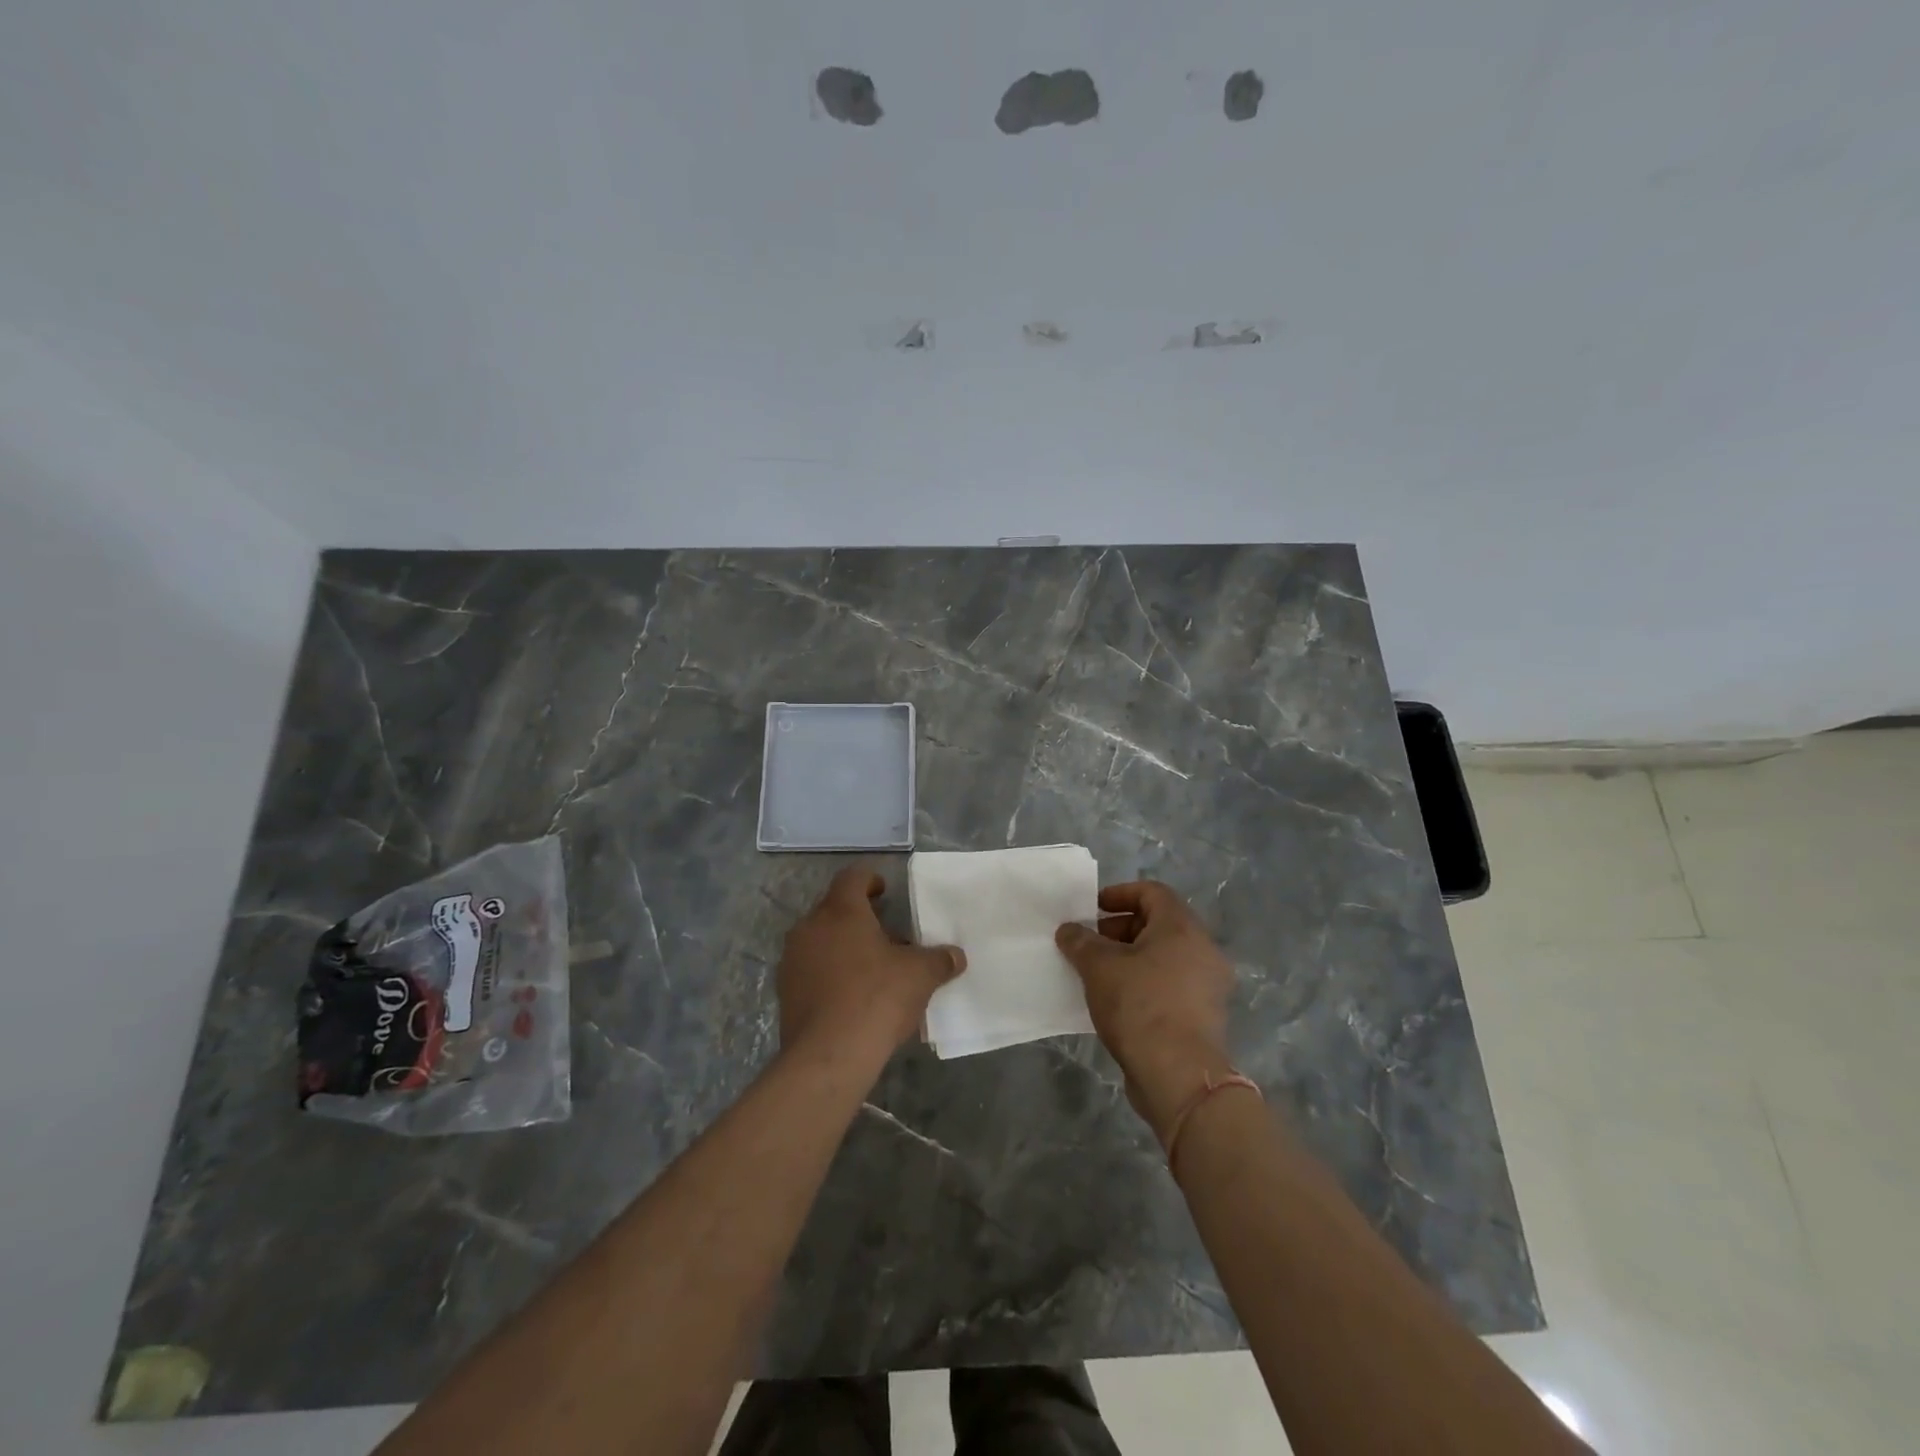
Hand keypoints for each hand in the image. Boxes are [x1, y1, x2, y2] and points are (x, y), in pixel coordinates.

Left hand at [778, 867, 965, 1063]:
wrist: (828, 1056)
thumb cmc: (876, 998)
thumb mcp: (919, 975)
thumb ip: (939, 960)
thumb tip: (956, 956)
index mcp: (840, 911)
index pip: (852, 878)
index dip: (870, 880)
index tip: (885, 891)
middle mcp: (810, 927)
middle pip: (835, 909)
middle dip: (860, 918)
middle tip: (887, 934)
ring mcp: (793, 960)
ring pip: (821, 940)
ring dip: (844, 947)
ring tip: (873, 968)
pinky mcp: (785, 992)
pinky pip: (812, 970)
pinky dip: (831, 973)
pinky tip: (852, 996)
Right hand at [1055, 881, 1235, 1142]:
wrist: (1179, 1076)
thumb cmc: (1139, 1006)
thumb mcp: (1099, 967)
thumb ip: (1081, 941)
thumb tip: (1069, 930)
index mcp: (1182, 928)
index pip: (1152, 892)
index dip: (1119, 894)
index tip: (1092, 909)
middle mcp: (1203, 950)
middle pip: (1158, 924)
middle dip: (1120, 929)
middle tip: (1089, 944)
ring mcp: (1208, 986)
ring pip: (1164, 957)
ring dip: (1130, 959)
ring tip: (1097, 974)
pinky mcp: (1204, 1016)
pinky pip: (1170, 985)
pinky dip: (1144, 983)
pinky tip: (1116, 1001)